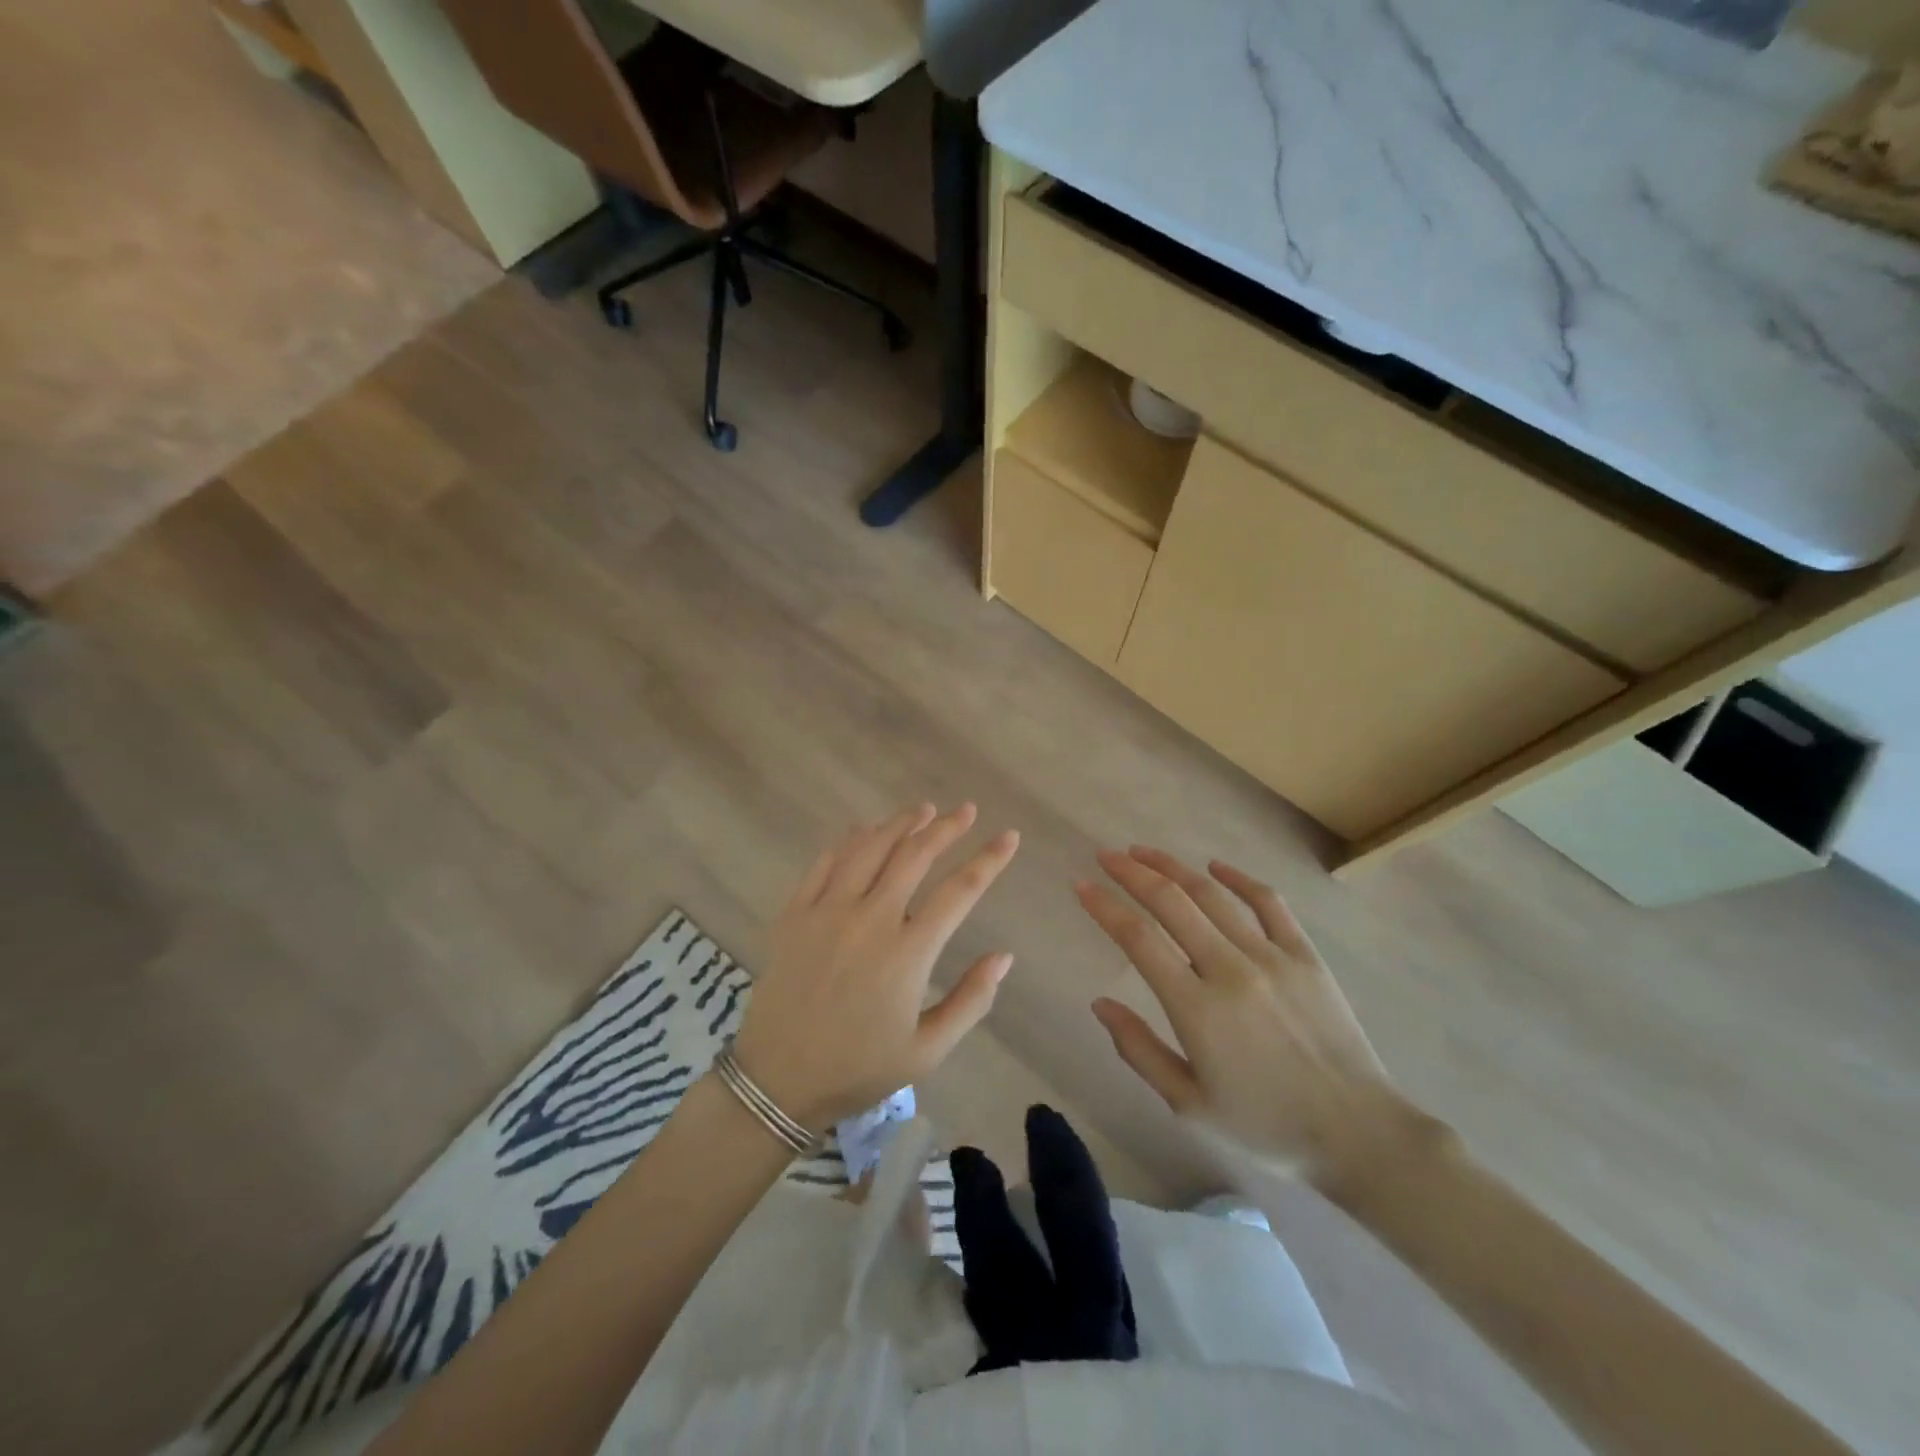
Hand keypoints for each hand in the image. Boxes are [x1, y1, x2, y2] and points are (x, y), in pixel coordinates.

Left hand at [733, 803, 1019, 1130]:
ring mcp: (828, 911)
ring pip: (870, 848)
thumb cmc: (858, 1069)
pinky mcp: (795, 913)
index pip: (960, 890)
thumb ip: (971, 1000)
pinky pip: (825, 862)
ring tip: (922, 809)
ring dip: (900, 824)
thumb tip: (1004, 956)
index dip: (989, 860)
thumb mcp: (927, 1051)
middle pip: (915, 855)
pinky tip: (863, 830)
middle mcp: (870, 918)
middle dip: (946, 827)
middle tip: (966, 811)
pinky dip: (850, 840)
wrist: (777, 1080)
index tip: (1009, 836)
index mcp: (908, 952)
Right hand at [1079, 847, 1426, 1183]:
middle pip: (1171, 903)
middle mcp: (1230, 969)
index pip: (1138, 939)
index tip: (1081, 885)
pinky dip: (1238, 879)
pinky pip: (1269, 903)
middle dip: (1132, 873)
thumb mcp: (1190, 1105)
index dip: (1104, 907)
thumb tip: (1099, 1004)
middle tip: (1106, 857)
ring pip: (1212, 895)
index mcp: (1196, 1008)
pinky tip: (1215, 866)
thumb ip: (1139, 1050)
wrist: (1359, 1134)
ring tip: (1144, 852)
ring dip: (1173, 867)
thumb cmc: (1267, 1127)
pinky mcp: (1306, 955)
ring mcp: (1272, 957)